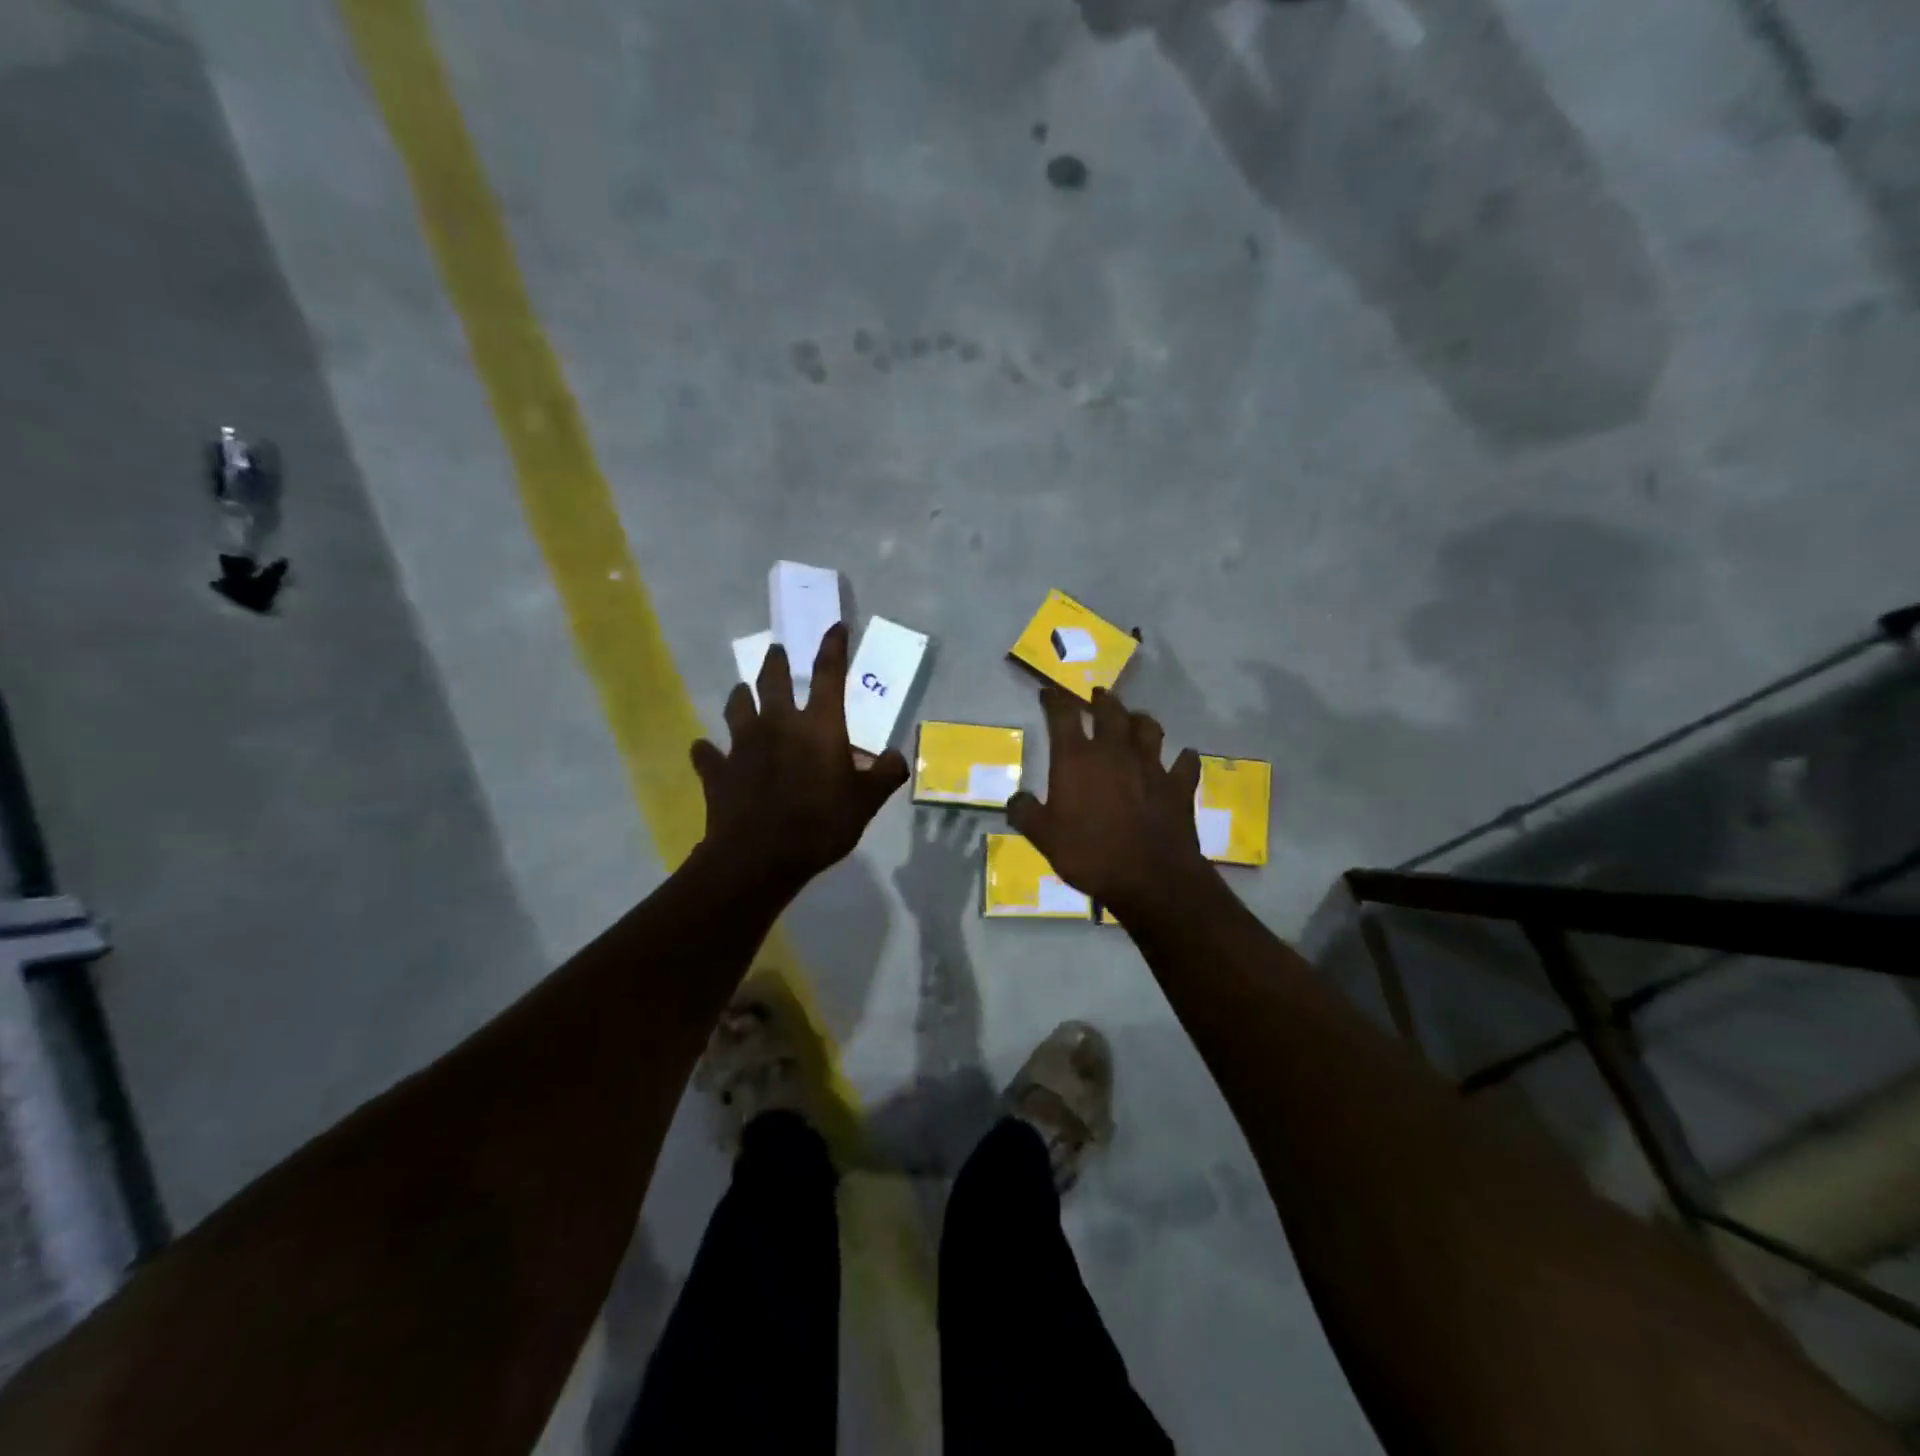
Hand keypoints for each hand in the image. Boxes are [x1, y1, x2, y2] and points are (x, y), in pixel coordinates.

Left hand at [691, 623, 908, 892]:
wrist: (758, 857)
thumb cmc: (820, 823)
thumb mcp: (866, 803)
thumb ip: (885, 775)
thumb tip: (899, 757)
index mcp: (818, 726)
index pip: (828, 675)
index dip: (833, 647)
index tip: (835, 627)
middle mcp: (778, 723)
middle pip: (773, 679)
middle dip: (776, 661)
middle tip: (777, 651)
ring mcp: (741, 744)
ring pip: (737, 706)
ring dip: (741, 696)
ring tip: (743, 691)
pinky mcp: (717, 770)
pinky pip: (707, 754)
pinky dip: (709, 751)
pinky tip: (707, 751)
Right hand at [1006, 685, 1214, 914]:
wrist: (1150, 879)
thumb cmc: (1089, 854)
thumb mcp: (1043, 838)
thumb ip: (1026, 813)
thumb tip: (1015, 799)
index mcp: (1077, 758)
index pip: (1063, 715)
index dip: (1055, 700)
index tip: (1049, 693)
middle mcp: (1114, 752)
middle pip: (1110, 711)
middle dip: (1100, 700)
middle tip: (1096, 696)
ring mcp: (1151, 765)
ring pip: (1148, 727)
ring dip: (1139, 720)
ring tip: (1134, 720)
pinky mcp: (1178, 785)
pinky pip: (1184, 763)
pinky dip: (1183, 759)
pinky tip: (1182, 758)